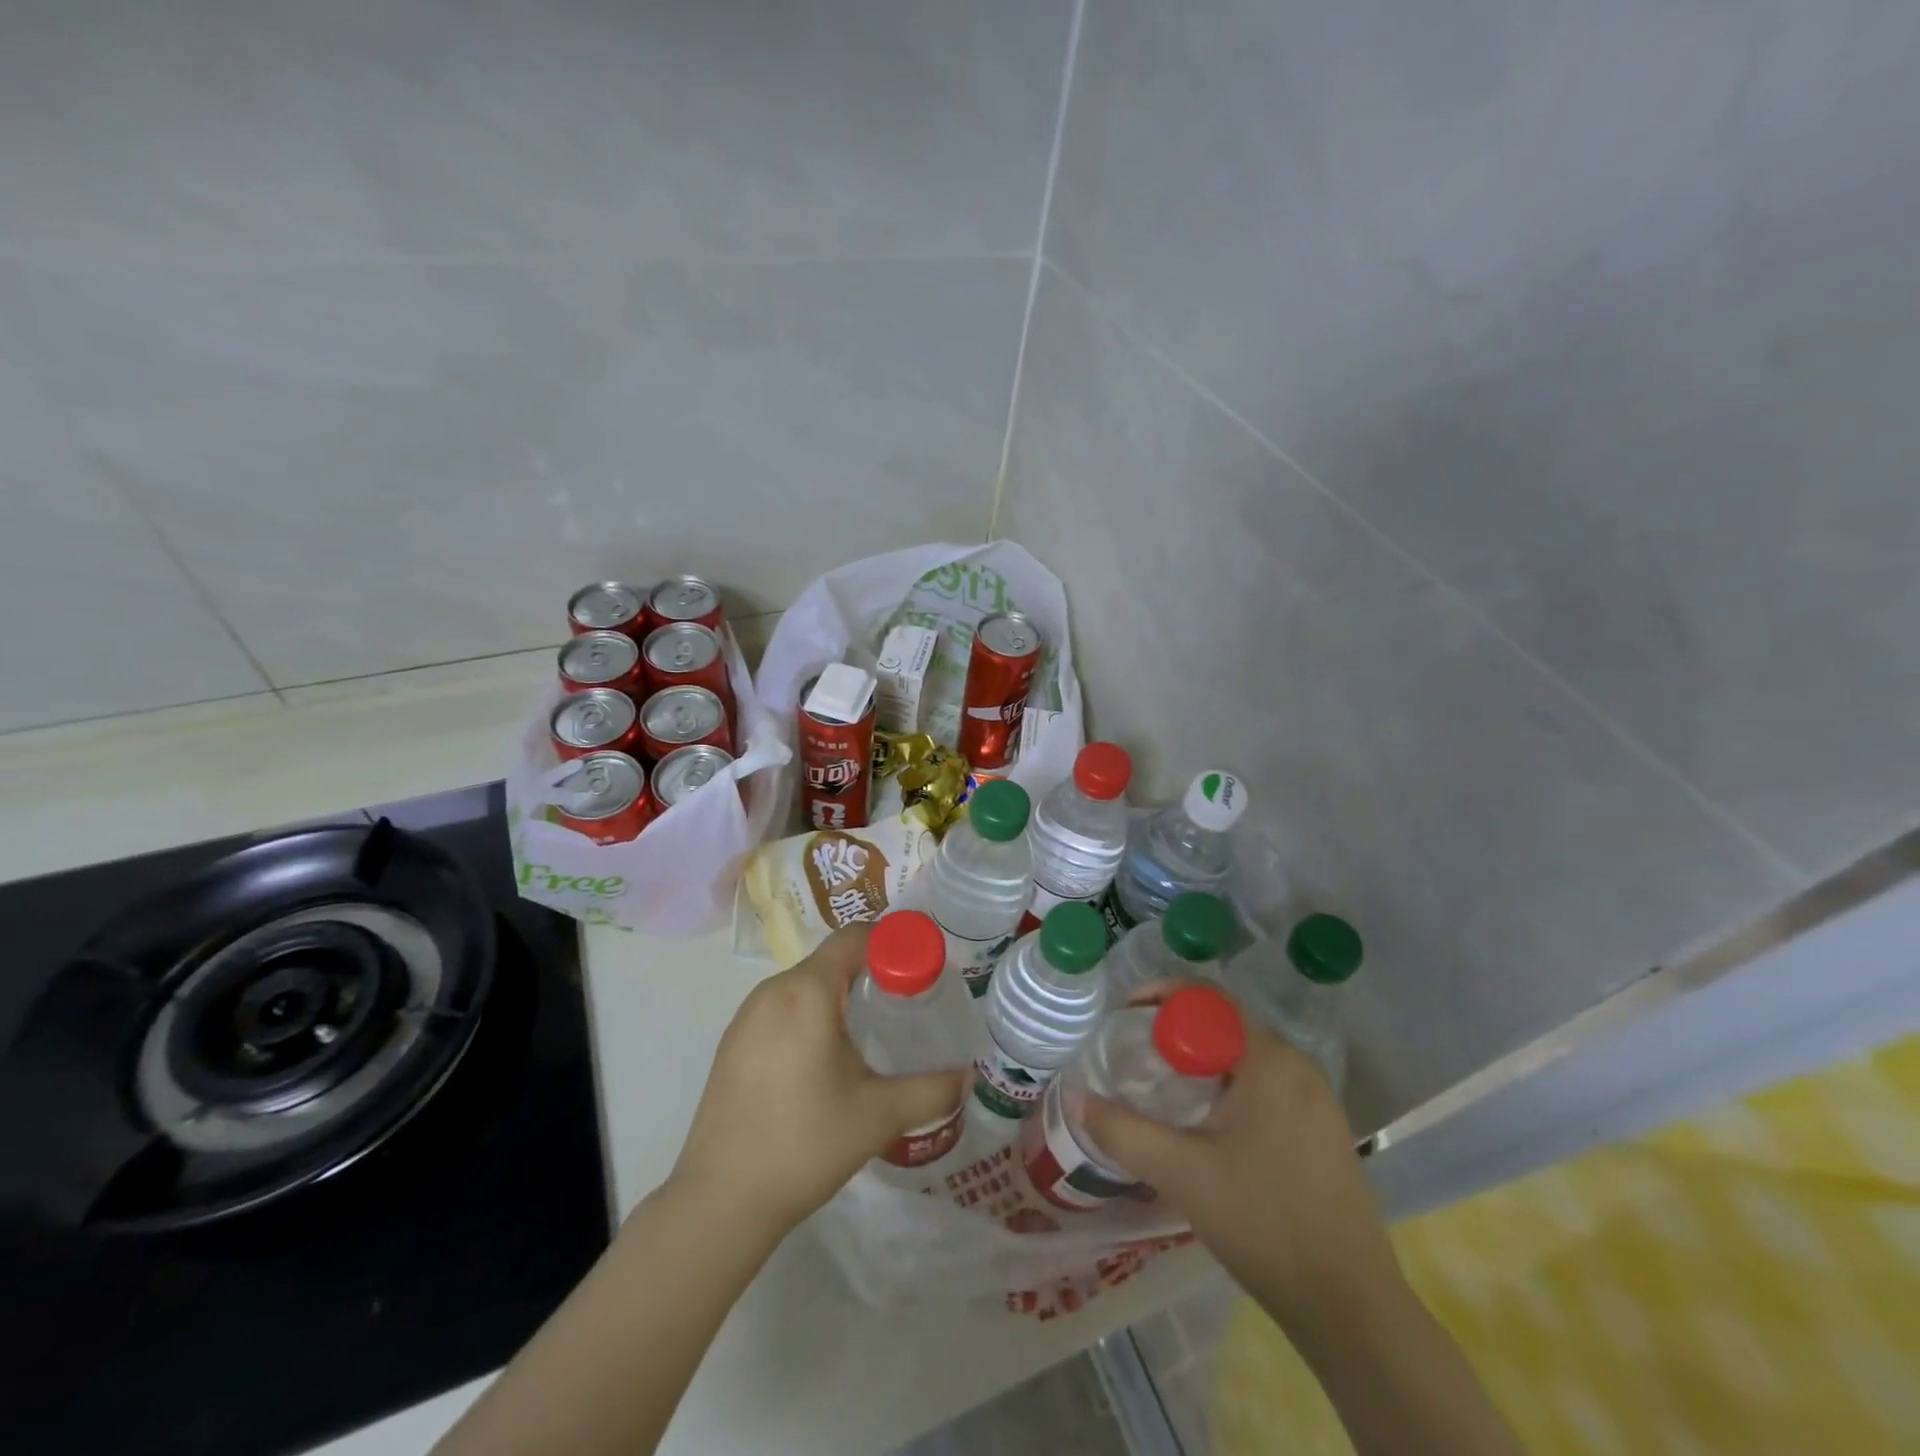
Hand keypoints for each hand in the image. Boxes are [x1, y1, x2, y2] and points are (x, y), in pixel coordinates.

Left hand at [667, 923, 969, 1233]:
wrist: (720, 1202)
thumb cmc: (805, 1143)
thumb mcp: (879, 1115)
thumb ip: (932, 1090)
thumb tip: (968, 1078)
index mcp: (807, 991)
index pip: (855, 938)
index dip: (892, 944)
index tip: (920, 971)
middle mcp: (772, 991)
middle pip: (830, 961)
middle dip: (870, 973)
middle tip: (904, 1006)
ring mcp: (745, 1017)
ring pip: (804, 986)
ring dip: (839, 996)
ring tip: (869, 1035)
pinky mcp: (732, 1044)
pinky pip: (781, 1010)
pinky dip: (809, 1017)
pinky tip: (823, 1062)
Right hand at [1082, 1006, 1397, 1324]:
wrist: (1351, 1309)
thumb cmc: (1263, 1222)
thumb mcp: (1180, 1172)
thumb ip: (1121, 1129)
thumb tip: (1072, 1096)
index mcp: (1269, 1058)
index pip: (1209, 998)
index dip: (1162, 996)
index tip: (1124, 1018)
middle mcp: (1298, 1065)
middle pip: (1224, 1025)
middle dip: (1175, 1034)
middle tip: (1135, 1060)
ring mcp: (1317, 1100)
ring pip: (1244, 1058)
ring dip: (1200, 1064)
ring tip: (1161, 1093)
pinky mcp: (1322, 1131)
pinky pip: (1265, 1086)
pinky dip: (1227, 1089)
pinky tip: (1206, 1129)